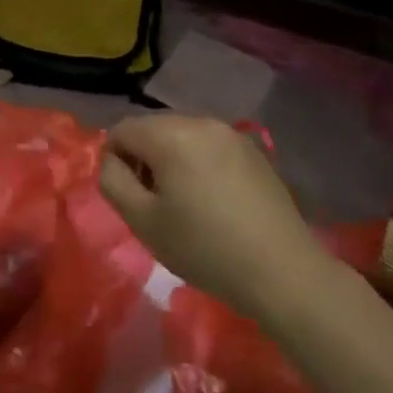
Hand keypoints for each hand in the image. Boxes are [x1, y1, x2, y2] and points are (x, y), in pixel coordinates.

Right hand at [98, 116, 321, 319]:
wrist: (281, 270)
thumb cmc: (204, 248)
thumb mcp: (143, 221)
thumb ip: (113, 182)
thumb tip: (111, 160)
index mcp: (171, 134)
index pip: (122, 129)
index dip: (114, 159)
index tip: (129, 196)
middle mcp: (201, 122)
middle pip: (153, 128)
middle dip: (144, 158)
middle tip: (154, 203)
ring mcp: (231, 134)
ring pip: (182, 136)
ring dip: (171, 160)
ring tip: (184, 203)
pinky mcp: (254, 150)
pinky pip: (210, 146)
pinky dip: (199, 163)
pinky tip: (213, 201)